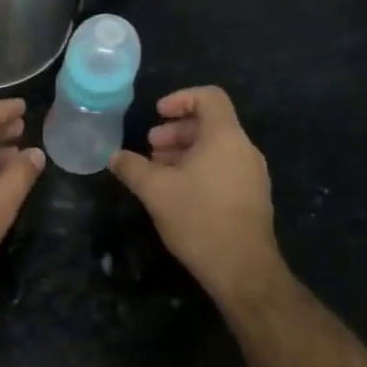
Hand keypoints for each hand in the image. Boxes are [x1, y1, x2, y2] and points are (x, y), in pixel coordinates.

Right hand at [109, 86, 285, 300]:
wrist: (243, 269)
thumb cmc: (198, 218)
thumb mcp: (154, 190)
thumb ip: (132, 167)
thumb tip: (113, 156)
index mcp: (225, 137)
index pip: (210, 97)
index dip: (181, 98)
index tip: (157, 114)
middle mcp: (244, 149)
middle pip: (211, 124)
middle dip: (176, 131)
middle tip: (150, 147)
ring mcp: (252, 175)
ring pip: (216, 149)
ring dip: (185, 152)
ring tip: (158, 171)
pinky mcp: (253, 197)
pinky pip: (224, 168)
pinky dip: (199, 169)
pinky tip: (177, 192)